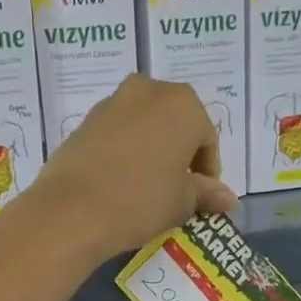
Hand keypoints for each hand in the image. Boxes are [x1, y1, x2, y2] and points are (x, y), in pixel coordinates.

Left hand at [19, 75, 236, 260]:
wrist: (72, 209)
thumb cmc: (141, 201)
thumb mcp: (182, 202)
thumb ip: (206, 193)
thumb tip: (229, 199)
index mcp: (184, 104)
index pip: (206, 139)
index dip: (207, 171)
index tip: (201, 197)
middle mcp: (149, 91)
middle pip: (175, 124)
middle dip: (179, 153)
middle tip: (176, 189)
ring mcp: (113, 102)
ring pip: (144, 126)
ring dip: (151, 150)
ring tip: (146, 187)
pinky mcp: (84, 120)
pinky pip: (117, 134)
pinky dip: (125, 152)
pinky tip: (119, 182)